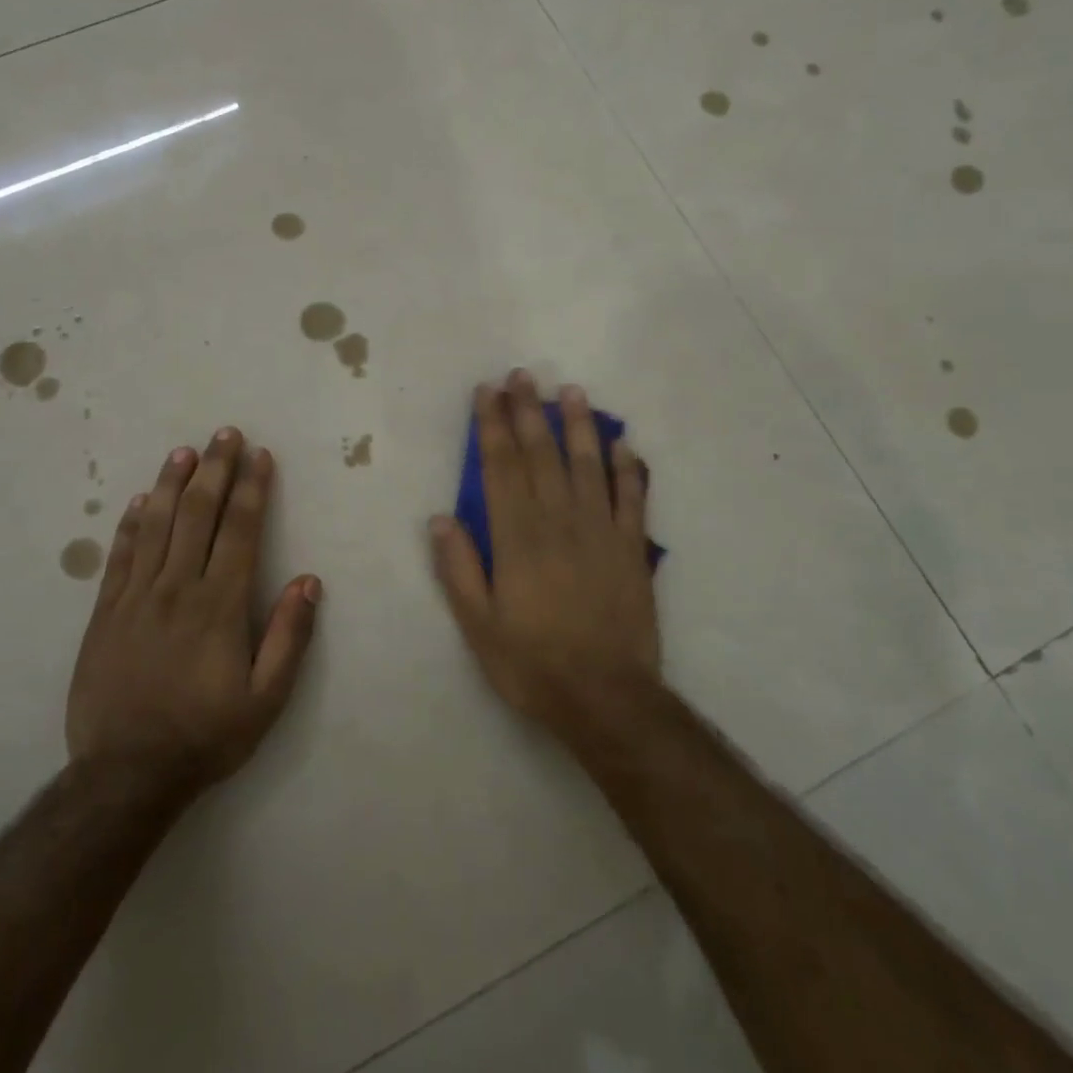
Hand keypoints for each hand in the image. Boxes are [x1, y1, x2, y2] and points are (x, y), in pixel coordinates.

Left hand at [67, 429, 320, 800]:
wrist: (126, 774)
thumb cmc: (206, 735)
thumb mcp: (266, 699)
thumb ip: (290, 637)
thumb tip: (309, 581)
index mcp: (219, 606)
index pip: (240, 531)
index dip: (251, 489)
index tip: (259, 457)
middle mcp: (177, 589)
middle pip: (197, 515)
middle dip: (214, 470)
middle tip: (224, 434)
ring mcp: (135, 598)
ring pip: (156, 526)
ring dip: (172, 484)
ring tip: (184, 452)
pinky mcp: (105, 614)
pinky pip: (120, 556)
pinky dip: (131, 524)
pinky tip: (140, 501)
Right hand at [429, 371, 660, 737]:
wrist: (606, 698)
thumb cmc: (533, 664)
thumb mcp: (478, 626)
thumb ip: (459, 569)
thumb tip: (440, 518)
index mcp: (517, 538)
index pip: (500, 468)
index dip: (492, 426)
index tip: (487, 392)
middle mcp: (558, 522)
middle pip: (541, 455)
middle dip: (528, 412)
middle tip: (521, 375)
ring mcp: (600, 531)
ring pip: (587, 465)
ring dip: (577, 426)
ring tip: (569, 391)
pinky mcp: (631, 549)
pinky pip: (632, 498)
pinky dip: (629, 468)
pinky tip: (624, 443)